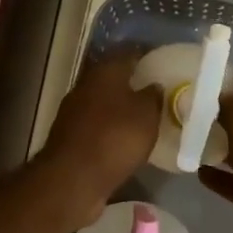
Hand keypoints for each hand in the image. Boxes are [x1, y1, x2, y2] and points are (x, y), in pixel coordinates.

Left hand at [36, 51, 160, 224]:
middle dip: (133, 82)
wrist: (72, 178)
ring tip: (144, 116)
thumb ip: (153, 96)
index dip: (146, 55)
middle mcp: (86, 85)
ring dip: (120, 107)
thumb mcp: (147, 115)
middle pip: (113, 77)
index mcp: (105, 72)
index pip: (128, 53)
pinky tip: (125, 138)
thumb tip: (153, 85)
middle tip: (156, 90)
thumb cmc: (115, 138)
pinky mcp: (70, 136)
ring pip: (103, 101)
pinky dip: (110, 127)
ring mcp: (74, 111)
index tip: (162, 62)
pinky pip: (97, 124)